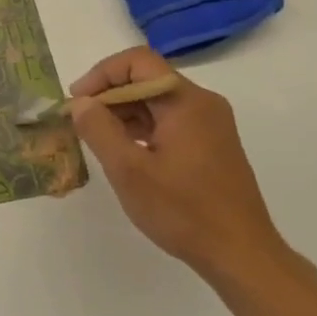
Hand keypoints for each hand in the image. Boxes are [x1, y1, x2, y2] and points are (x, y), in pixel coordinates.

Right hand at [68, 47, 291, 287]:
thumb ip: (100, 130)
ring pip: (158, 103)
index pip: (138, 62)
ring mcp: (211, 125)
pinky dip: (142, 130)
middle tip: (80, 124)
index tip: (76, 102)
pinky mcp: (211, 145)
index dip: (101, 75)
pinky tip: (124, 154)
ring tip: (96, 140)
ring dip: (123, 114)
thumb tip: (81, 103)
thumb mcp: (129, 171)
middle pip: (148, 80)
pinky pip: (170, 122)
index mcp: (186, 101)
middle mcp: (203, 104)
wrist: (239, 253)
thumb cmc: (183, 211)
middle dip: (109, 96)